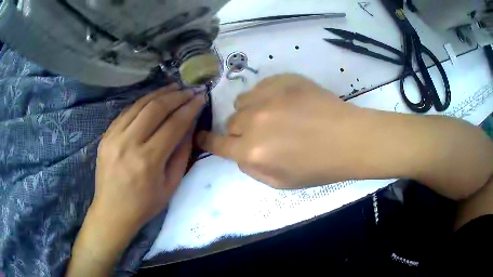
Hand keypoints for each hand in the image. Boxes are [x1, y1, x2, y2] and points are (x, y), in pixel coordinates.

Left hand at [91, 84, 204, 235]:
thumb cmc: (144, 204)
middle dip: (176, 96)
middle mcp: (129, 143)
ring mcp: (113, 137)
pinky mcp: (105, 136)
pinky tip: (152, 99)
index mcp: (148, 161)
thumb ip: (181, 154)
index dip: (189, 108)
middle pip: (155, 109)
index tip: (200, 98)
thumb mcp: (171, 185)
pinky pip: (126, 112)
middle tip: (189, 90)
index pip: (173, 125)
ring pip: (139, 105)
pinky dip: (142, 103)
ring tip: (174, 87)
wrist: (112, 211)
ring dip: (159, 94)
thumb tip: (189, 126)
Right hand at [197, 74, 365, 188]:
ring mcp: (268, 97)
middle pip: (231, 123)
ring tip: (273, 116)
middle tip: (262, 134)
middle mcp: (254, 123)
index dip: (208, 140)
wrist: (349, 139)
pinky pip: (259, 86)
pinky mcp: (282, 80)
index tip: (201, 136)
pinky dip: (264, 96)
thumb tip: (239, 153)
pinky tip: (283, 102)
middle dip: (240, 131)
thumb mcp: (281, 183)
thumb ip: (252, 169)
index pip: (218, 144)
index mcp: (253, 153)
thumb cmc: (319, 167)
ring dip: (251, 111)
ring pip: (242, 102)